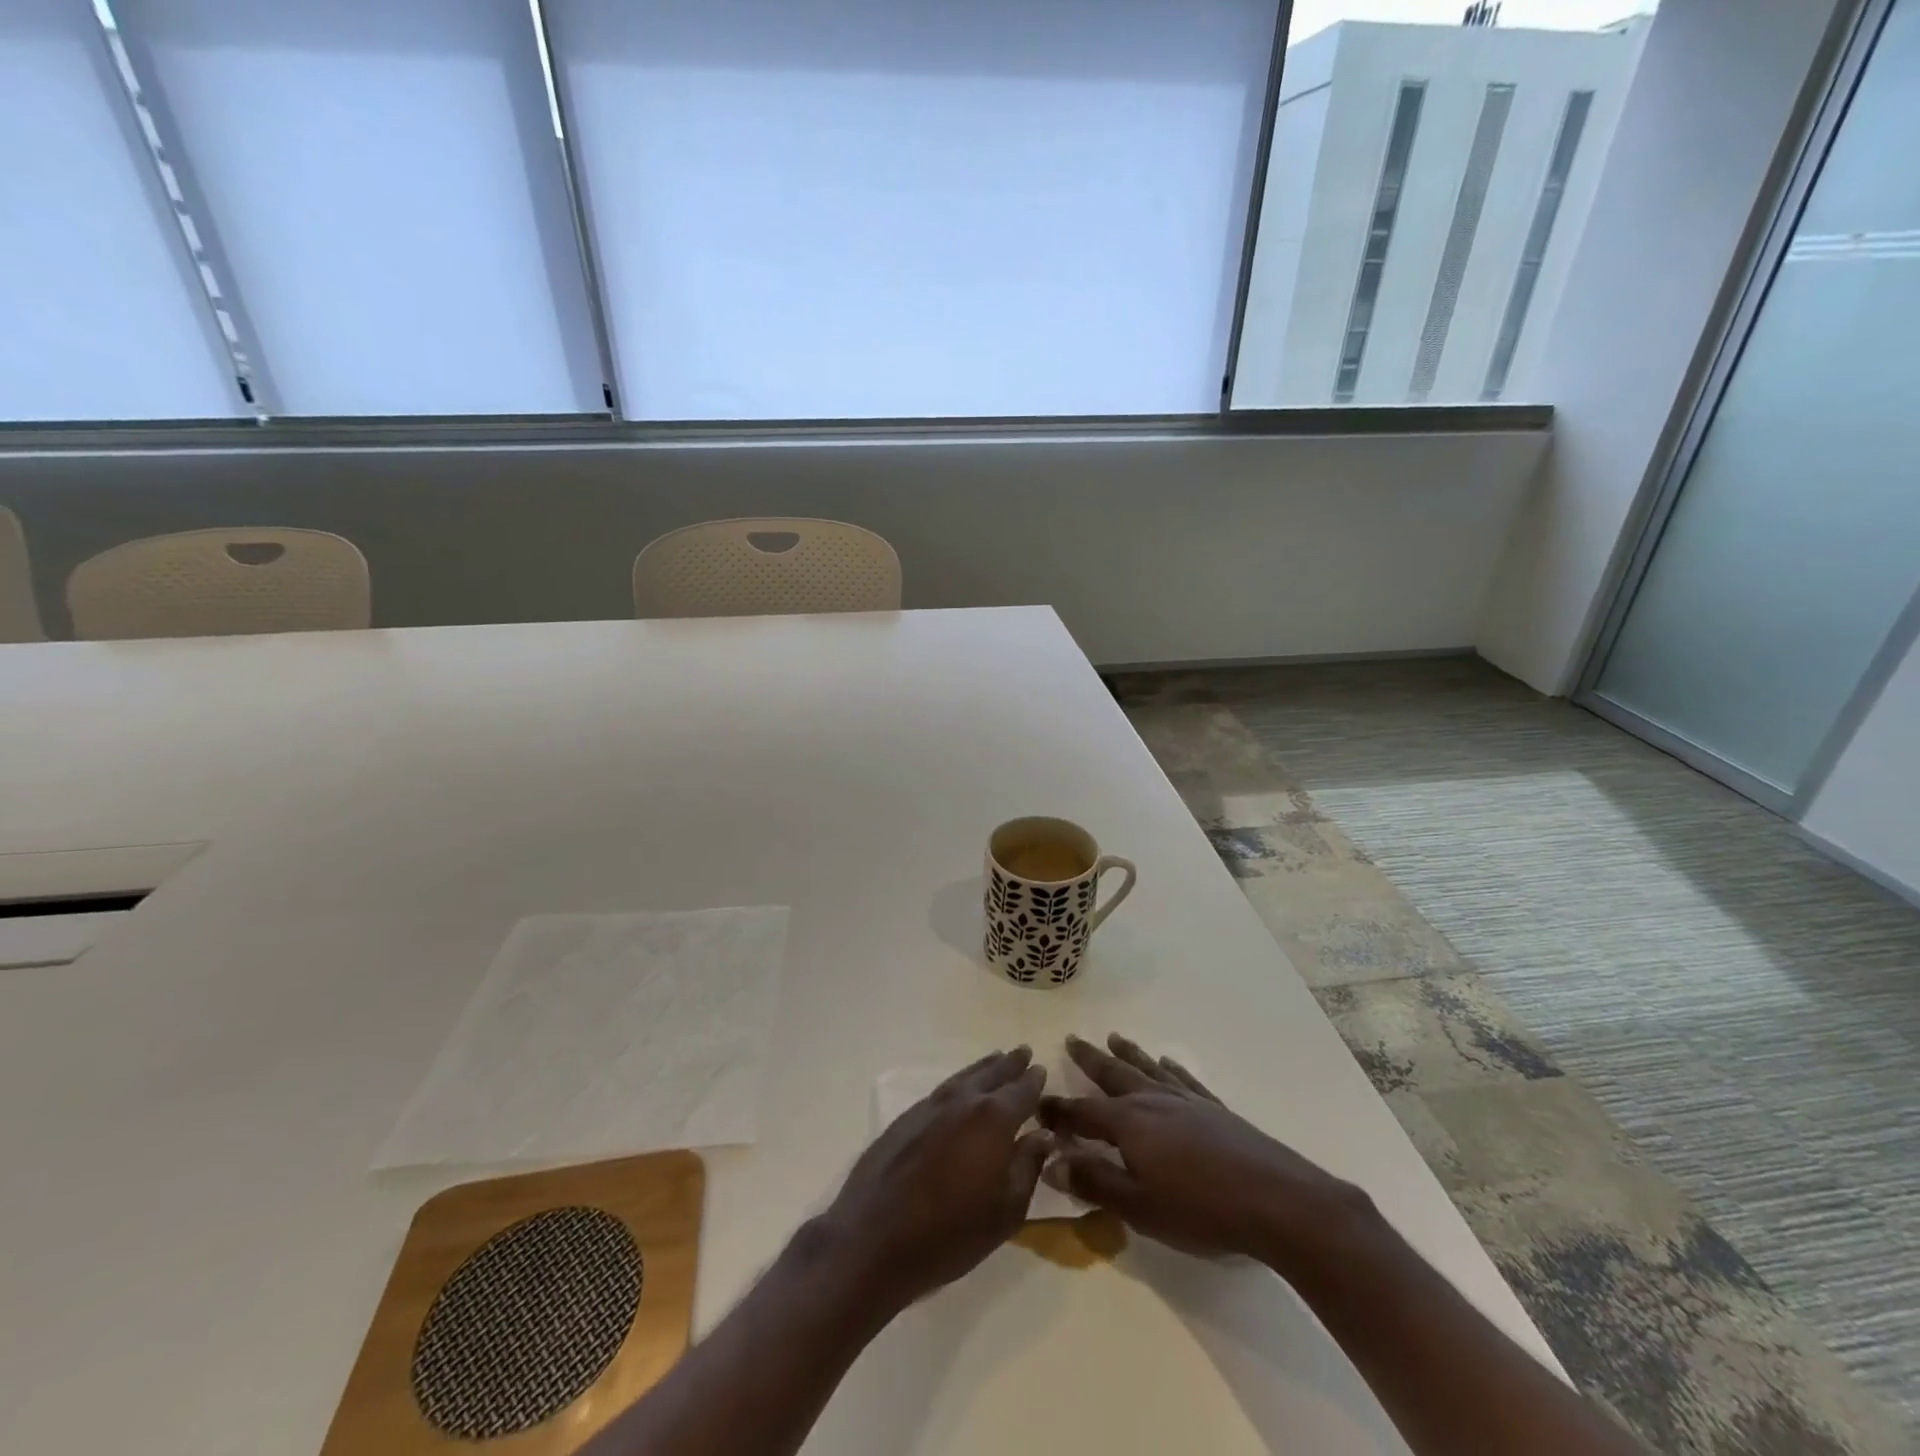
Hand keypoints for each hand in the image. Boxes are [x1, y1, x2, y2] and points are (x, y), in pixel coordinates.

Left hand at [816, 1047, 1051, 1315]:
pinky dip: (959, 1082)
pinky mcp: (907, 1116)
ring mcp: (931, 1105)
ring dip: (984, 1067)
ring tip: (997, 1058)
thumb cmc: (951, 1233)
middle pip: (993, 1074)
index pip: (1022, 1091)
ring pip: (965, 1077)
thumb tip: (1043, 1134)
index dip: (1034, 1082)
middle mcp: (964, 1101)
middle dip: (1010, 1064)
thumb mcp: (1006, 1211)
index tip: (1042, 1071)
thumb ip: (1028, 1166)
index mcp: (994, 1119)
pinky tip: (961, 1088)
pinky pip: (943, 1089)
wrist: (875, 1238)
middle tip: (1024, 1052)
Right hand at [1039, 1034, 1373, 1274]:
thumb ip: (1094, 1181)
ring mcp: (1186, 1100)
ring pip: (1147, 1068)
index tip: (1036, 1101)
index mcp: (1129, 1123)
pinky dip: (1171, 1068)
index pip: (1082, 1112)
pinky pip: (1184, 1079)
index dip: (1058, 1110)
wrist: (1277, 1200)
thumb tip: (1050, 1159)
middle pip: (1113, 1075)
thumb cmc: (1200, 1209)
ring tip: (1112, 1037)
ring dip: (1127, 1053)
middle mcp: (1152, 1100)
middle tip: (1071, 1038)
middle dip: (1089, 1060)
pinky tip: (1167, 1061)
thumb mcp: (1138, 1206)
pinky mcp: (1214, 1108)